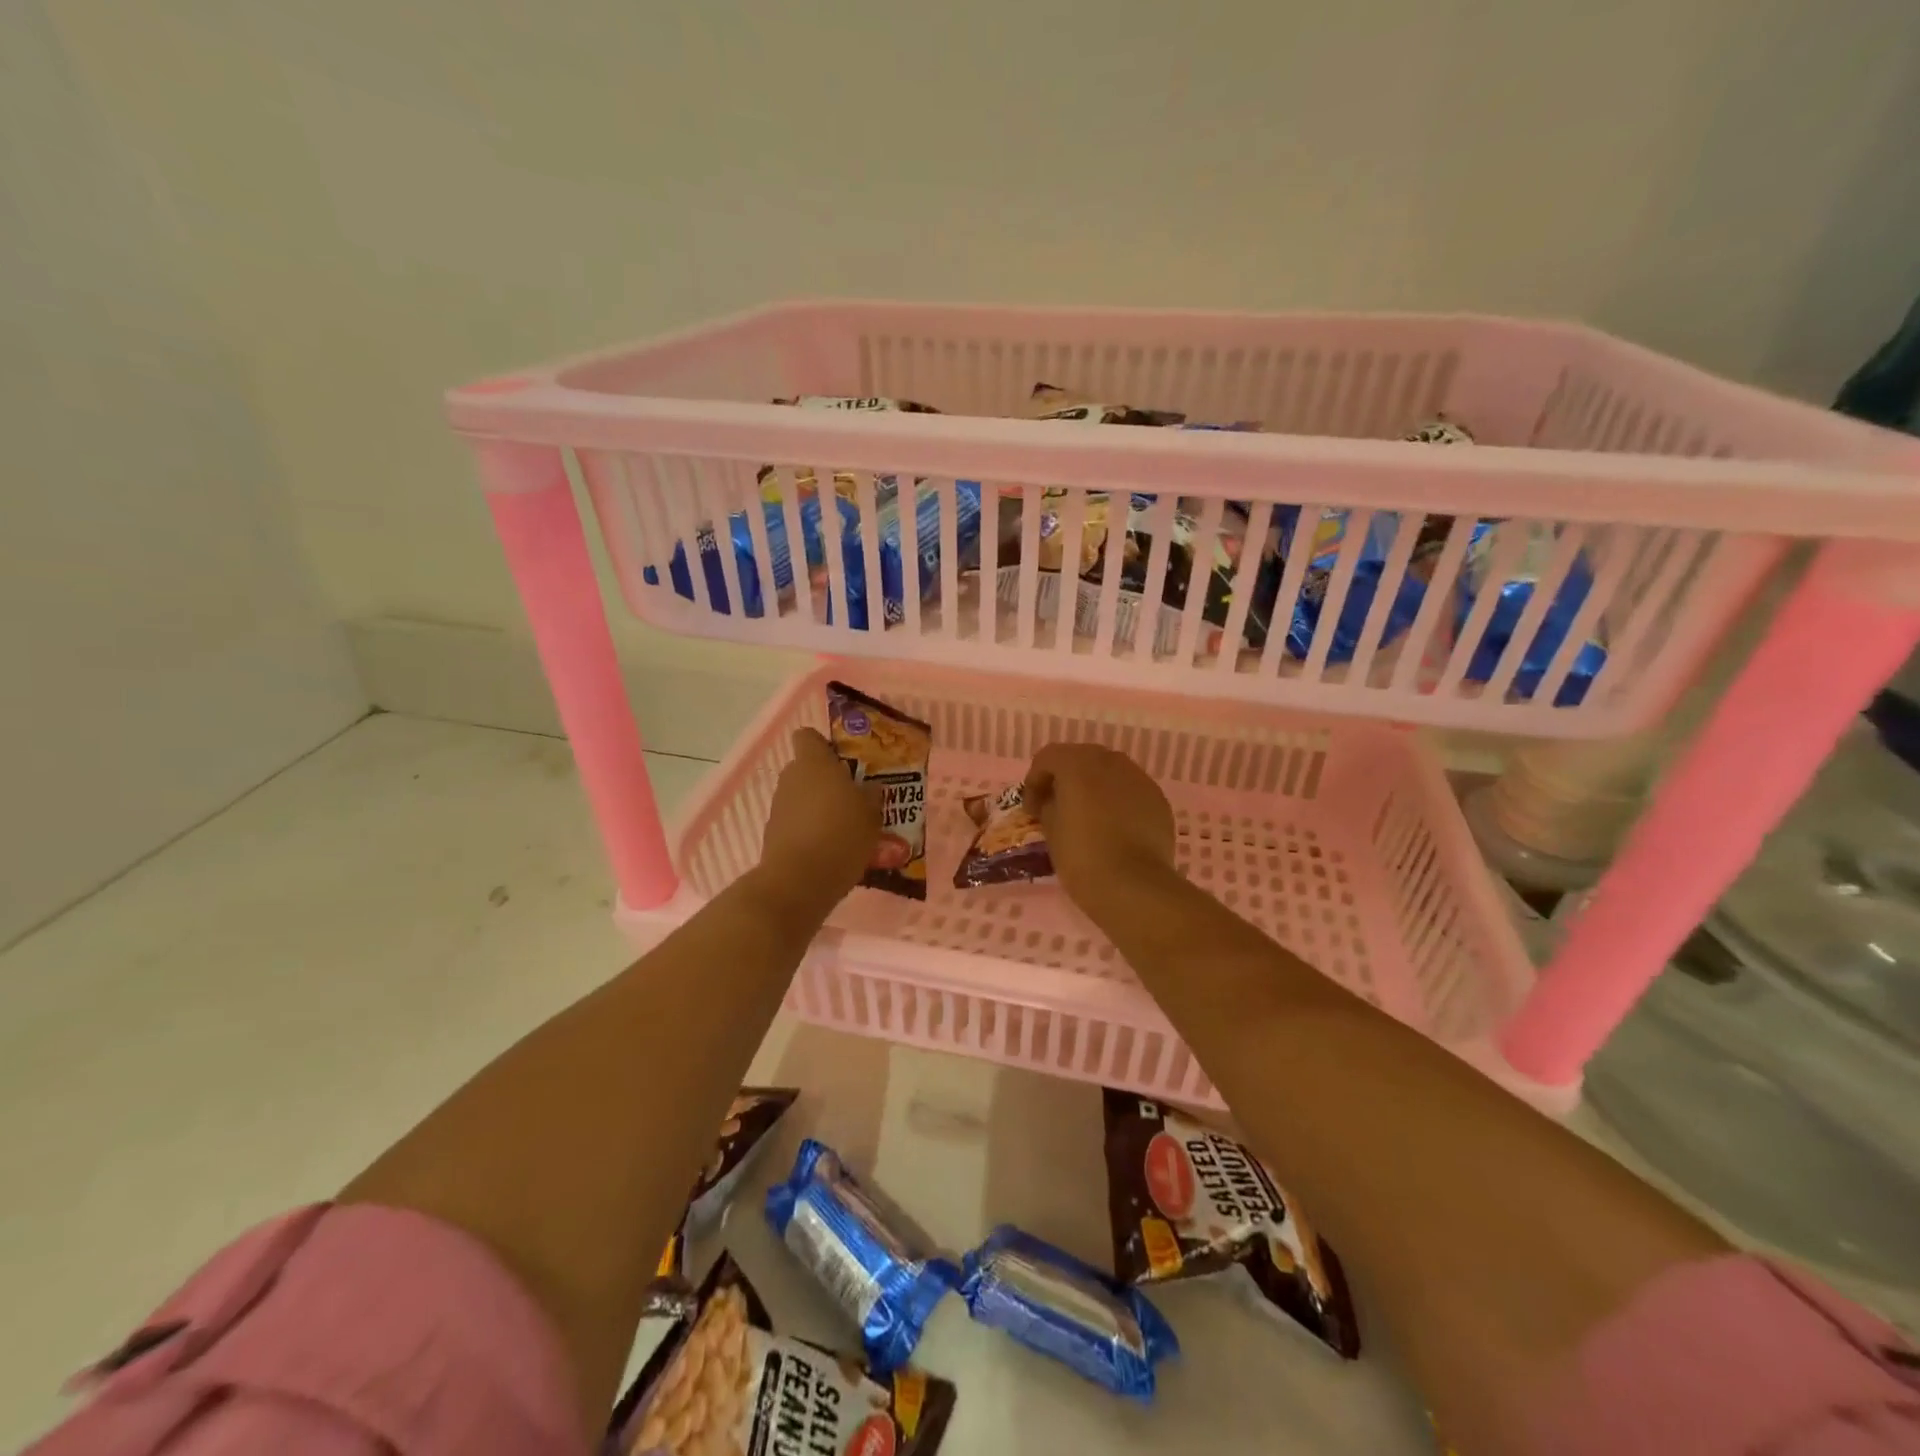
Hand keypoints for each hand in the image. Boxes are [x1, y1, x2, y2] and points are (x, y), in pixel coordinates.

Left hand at [757, 728, 880, 909]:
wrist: (799, 881)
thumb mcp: (871, 814)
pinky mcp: (773, 834)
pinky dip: (810, 830)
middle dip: (827, 781)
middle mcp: (791, 778)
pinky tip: (831, 849)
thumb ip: (871, 795)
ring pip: (801, 797)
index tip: (844, 761)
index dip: (824, 745)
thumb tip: (870, 788)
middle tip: (854, 798)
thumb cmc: (841, 835)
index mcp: (814, 763)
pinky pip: (796, 823)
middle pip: (806, 769)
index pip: (809, 736)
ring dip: (819, 807)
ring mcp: (778, 807)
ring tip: (846, 828)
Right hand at [1024, 743, 1176, 904]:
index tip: (1032, 810)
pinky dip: (1117, 801)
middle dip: (1066, 779)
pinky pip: (1130, 791)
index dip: (1034, 781)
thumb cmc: (1082, 856)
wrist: (1133, 885)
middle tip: (1057, 808)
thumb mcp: (1051, 830)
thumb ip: (1048, 805)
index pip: (1048, 757)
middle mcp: (1110, 761)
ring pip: (1109, 772)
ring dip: (1094, 787)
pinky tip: (1114, 828)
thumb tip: (1054, 800)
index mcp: (1077, 763)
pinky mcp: (1158, 799)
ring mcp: (1139, 778)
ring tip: (1088, 817)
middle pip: (1081, 758)